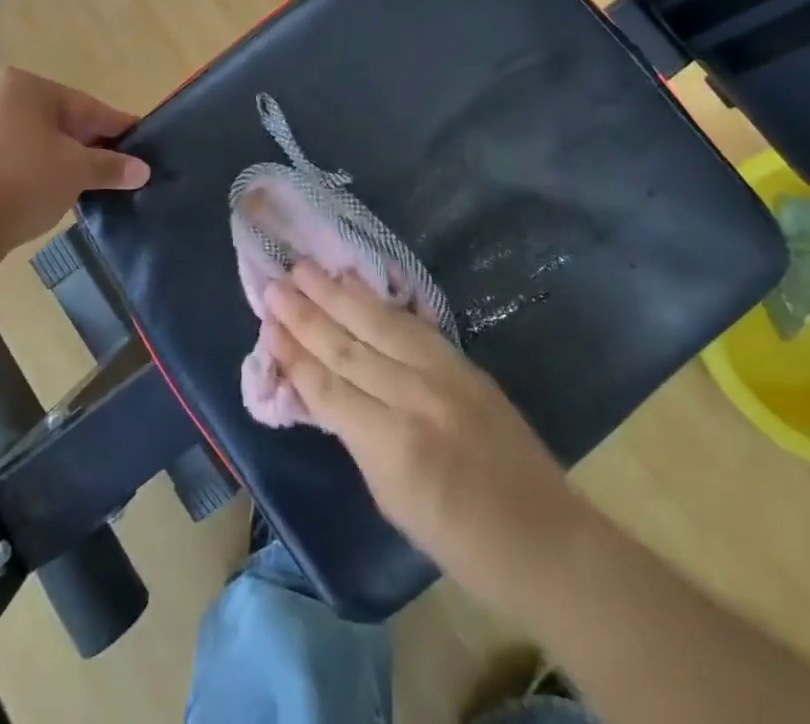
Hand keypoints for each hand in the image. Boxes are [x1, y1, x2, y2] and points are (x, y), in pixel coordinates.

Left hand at [0, 68, 150, 262]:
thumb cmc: (23, 180)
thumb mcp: (77, 170)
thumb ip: (111, 166)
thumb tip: (143, 170)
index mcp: (22, 85)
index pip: (83, 106)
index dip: (115, 127)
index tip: (138, 141)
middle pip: (56, 119)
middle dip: (86, 143)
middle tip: (115, 166)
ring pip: (31, 138)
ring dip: (59, 157)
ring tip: (85, 182)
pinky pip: (7, 155)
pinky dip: (31, 168)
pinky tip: (47, 190)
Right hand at [265, 261, 585, 613]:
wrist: (543, 537)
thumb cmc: (459, 541)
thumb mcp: (391, 499)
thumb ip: (355, 437)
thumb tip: (320, 390)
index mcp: (392, 445)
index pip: (328, 387)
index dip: (294, 355)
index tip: (266, 324)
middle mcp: (414, 397)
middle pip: (347, 345)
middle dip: (306, 313)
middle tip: (273, 283)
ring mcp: (443, 373)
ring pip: (377, 323)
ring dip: (336, 293)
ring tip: (304, 268)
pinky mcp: (463, 361)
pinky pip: (411, 323)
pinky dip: (378, 301)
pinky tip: (355, 284)